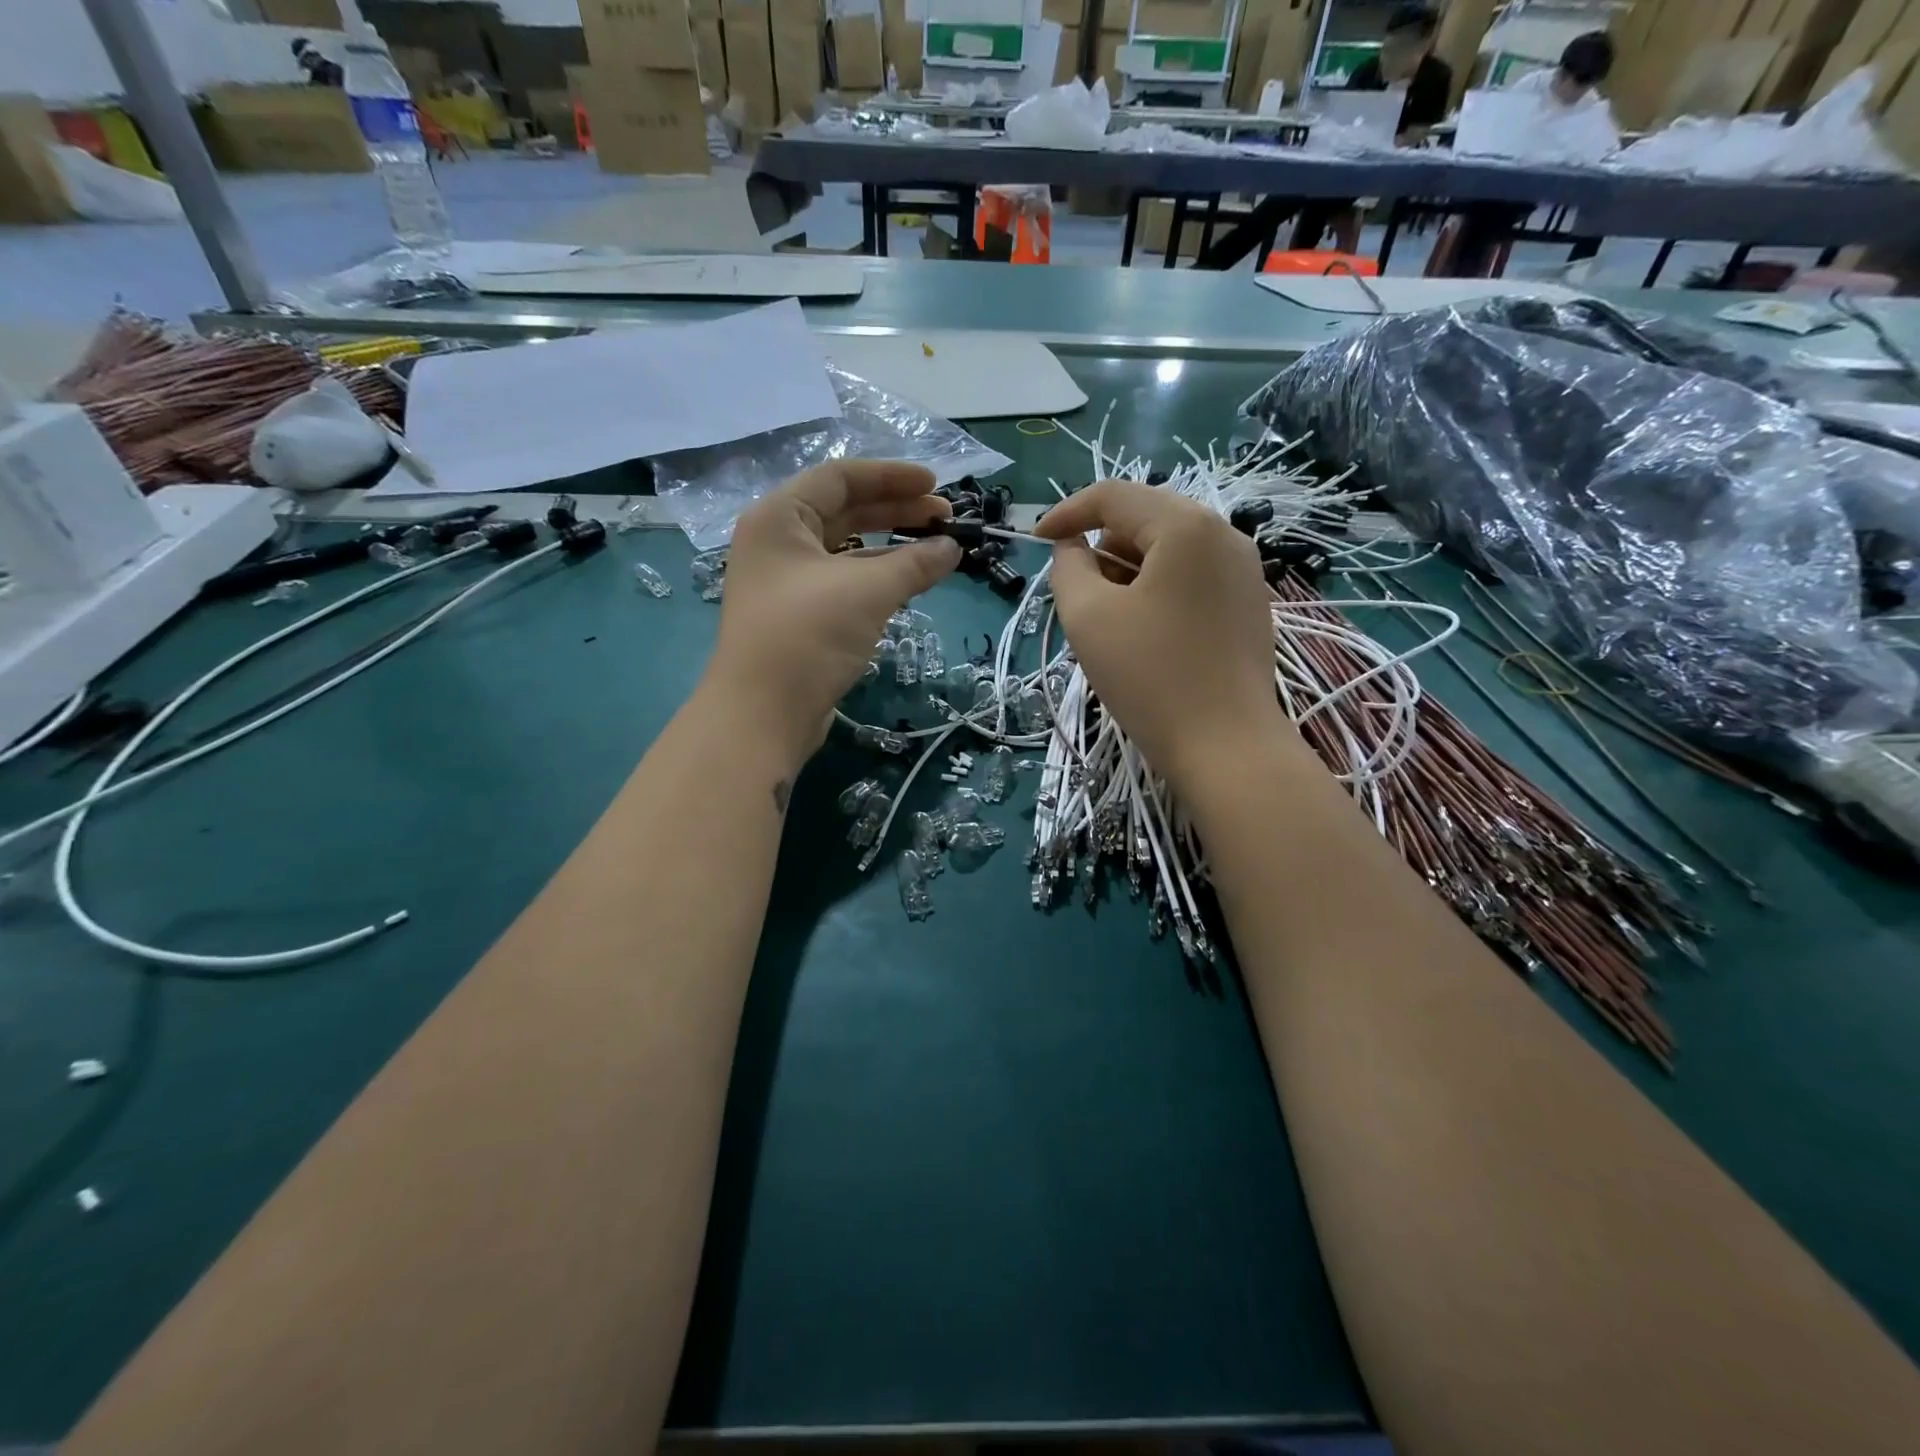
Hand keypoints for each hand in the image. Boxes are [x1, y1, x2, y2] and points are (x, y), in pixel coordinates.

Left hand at [705, 461, 960, 768]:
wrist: (763, 714)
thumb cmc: (808, 635)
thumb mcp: (867, 590)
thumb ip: (915, 563)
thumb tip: (953, 548)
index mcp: (779, 517)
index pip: (840, 478)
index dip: (891, 477)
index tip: (935, 485)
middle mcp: (777, 543)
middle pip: (844, 511)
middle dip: (896, 510)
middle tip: (944, 517)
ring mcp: (785, 583)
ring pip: (846, 550)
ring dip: (890, 546)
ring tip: (936, 549)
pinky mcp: (798, 618)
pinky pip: (843, 582)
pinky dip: (877, 577)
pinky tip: (909, 582)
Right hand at [1036, 480, 1277, 790]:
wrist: (1225, 746)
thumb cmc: (1150, 677)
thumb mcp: (1087, 616)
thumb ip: (1067, 567)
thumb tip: (1073, 548)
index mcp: (1186, 526)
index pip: (1115, 496)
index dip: (1067, 512)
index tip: (1036, 541)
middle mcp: (1224, 534)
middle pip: (1146, 518)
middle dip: (1101, 546)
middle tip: (1075, 589)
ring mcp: (1245, 570)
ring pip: (1170, 548)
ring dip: (1129, 569)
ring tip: (1108, 616)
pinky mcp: (1250, 603)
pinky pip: (1192, 575)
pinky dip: (1158, 587)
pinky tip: (1145, 630)